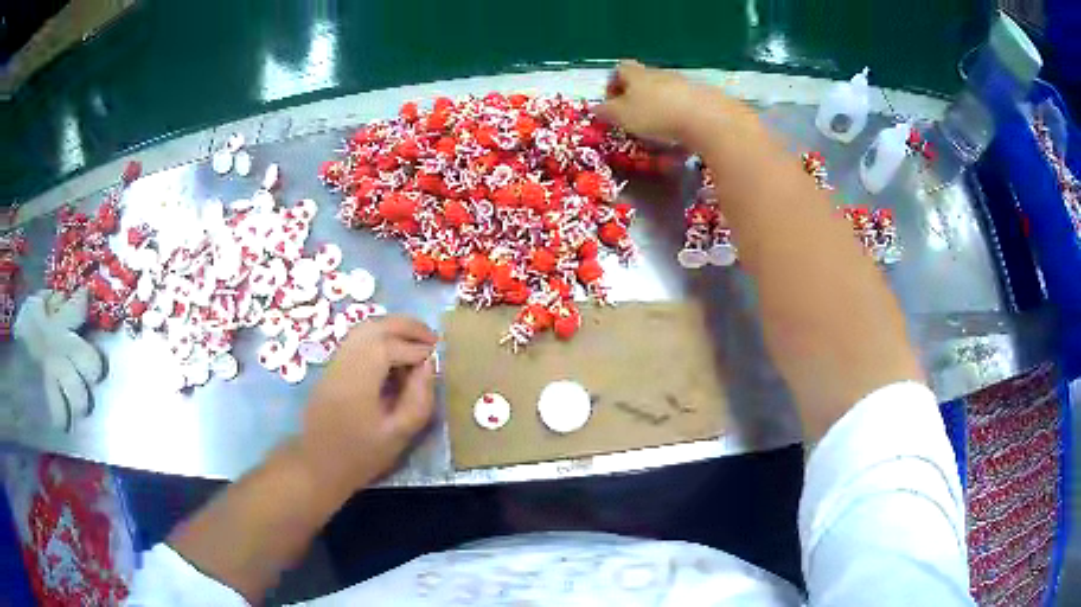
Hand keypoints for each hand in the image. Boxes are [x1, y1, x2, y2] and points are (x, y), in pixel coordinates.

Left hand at [298, 315, 438, 491]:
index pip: (390, 348)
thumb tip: (429, 365)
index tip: (436, 358)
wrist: (319, 465)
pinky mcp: (332, 367)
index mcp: (359, 380)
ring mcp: (335, 362)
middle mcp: (344, 362)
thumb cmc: (361, 455)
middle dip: (406, 326)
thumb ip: (418, 399)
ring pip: (364, 329)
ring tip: (416, 341)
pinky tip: (394, 353)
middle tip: (432, 337)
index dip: (416, 348)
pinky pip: (357, 340)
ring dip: (392, 328)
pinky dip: (379, 337)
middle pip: (375, 327)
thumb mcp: (399, 435)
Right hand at [595, 60, 747, 145]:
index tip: (612, 102)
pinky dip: (679, 113)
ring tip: (658, 128)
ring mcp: (683, 82)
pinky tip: (680, 131)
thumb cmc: (656, 115)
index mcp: (636, 74)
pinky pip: (685, 102)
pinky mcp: (704, 96)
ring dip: (659, 104)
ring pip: (665, 90)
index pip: (620, 69)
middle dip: (637, 95)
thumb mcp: (623, 116)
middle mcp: (659, 73)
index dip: (613, 83)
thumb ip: (607, 112)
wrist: (706, 117)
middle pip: (644, 79)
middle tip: (634, 117)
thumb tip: (594, 108)